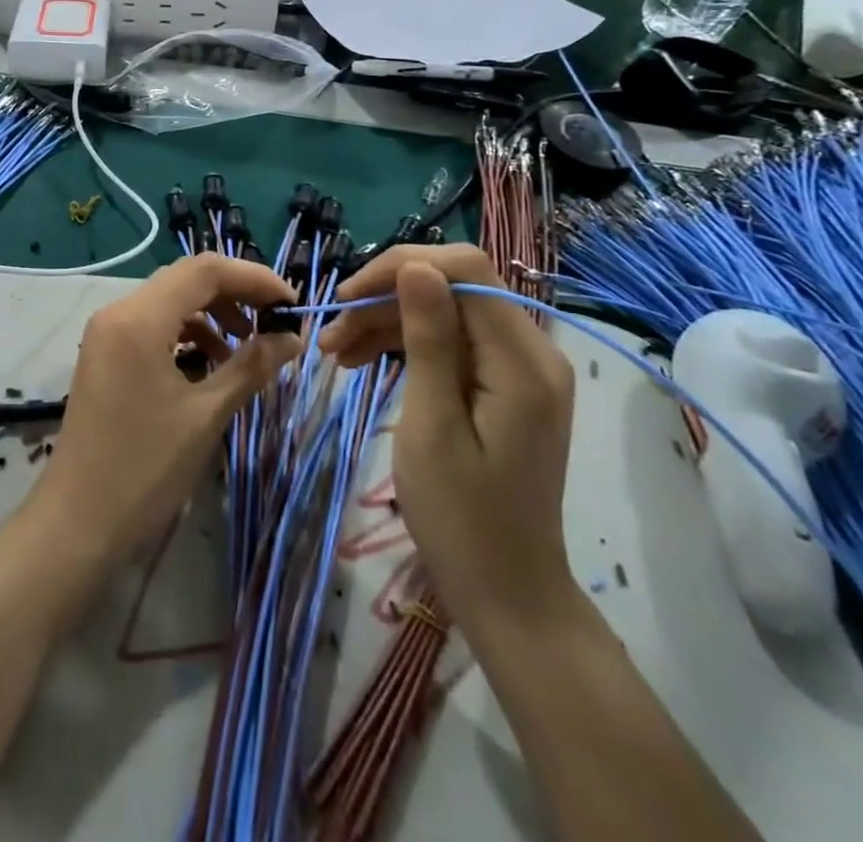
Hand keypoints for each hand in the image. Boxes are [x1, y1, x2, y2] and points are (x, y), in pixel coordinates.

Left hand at [30, 253, 299, 562]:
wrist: (77, 524)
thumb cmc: (145, 469)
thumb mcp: (206, 414)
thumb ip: (252, 365)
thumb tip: (292, 337)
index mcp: (139, 318)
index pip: (205, 270)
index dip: (254, 278)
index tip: (291, 302)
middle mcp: (118, 312)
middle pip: (186, 279)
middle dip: (236, 292)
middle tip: (275, 319)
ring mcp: (107, 332)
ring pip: (170, 300)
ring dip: (213, 312)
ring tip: (249, 344)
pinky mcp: (105, 354)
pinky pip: (154, 324)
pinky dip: (188, 332)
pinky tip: (212, 362)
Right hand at [319, 244, 576, 624]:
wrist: (507, 595)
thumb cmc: (462, 520)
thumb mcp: (431, 426)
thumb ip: (428, 340)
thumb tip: (416, 266)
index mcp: (522, 361)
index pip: (465, 271)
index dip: (401, 266)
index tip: (347, 296)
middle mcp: (531, 351)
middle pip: (453, 288)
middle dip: (386, 298)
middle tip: (331, 333)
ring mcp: (520, 369)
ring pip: (446, 312)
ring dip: (388, 322)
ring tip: (335, 350)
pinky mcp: (504, 385)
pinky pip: (452, 342)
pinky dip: (407, 345)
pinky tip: (361, 360)